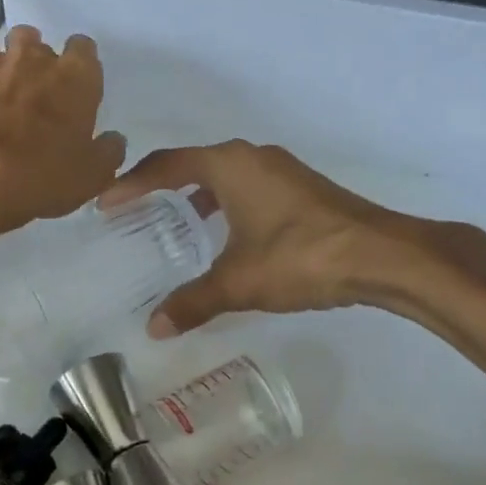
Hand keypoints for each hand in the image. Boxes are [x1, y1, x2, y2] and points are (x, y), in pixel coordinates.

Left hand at [0, 25, 126, 232]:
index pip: (83, 47)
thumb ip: (107, 151)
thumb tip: (113, 140)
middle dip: (32, 58)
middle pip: (33, 39)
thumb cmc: (44, 173)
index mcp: (75, 76)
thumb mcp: (93, 174)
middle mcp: (32, 58)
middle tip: (31, 89)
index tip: (74, 82)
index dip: (79, 62)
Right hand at [99, 141, 426, 335]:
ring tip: (177, 224)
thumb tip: (154, 327)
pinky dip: (227, 204)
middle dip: (163, 186)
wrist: (380, 254)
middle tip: (136, 210)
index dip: (132, 184)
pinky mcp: (302, 188)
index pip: (166, 165)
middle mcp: (253, 157)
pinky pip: (249, 187)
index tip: (105, 204)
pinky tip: (229, 236)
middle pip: (194, 163)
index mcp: (229, 165)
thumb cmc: (300, 256)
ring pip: (226, 175)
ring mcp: (282, 170)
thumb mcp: (239, 282)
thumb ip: (194, 301)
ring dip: (198, 194)